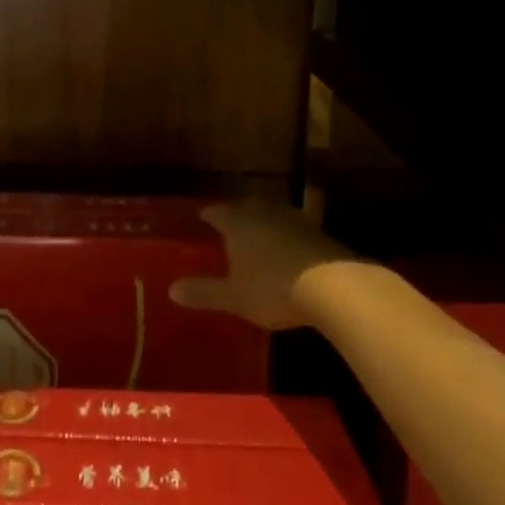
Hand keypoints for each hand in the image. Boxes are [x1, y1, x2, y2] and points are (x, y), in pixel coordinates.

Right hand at [170, 201, 360, 329]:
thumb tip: (171, 290)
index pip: (217, 213)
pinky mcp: (319, 233)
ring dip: (265, 221)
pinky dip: (289, 235)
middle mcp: (263, 214)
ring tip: (260, 232)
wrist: (334, 286)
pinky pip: (296, 229)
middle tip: (231, 222)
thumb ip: (204, 292)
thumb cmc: (273, 287)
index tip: (203, 216)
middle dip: (238, 214)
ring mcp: (294, 220)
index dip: (209, 215)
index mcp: (237, 224)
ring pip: (273, 214)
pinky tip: (291, 247)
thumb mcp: (234, 297)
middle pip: (246, 207)